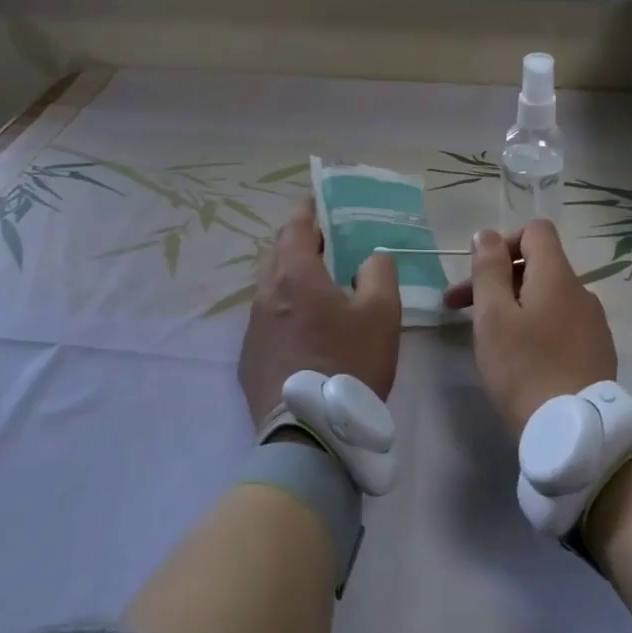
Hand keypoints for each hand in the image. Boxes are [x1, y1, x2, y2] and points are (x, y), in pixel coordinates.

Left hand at [237, 197, 401, 429]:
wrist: (309, 432)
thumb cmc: (349, 362)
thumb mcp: (381, 314)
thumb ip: (379, 273)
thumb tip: (370, 257)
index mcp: (295, 276)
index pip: (295, 228)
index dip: (307, 211)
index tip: (317, 200)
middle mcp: (265, 294)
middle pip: (278, 255)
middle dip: (299, 243)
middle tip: (325, 243)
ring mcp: (253, 328)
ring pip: (270, 288)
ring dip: (291, 279)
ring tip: (318, 286)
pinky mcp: (249, 358)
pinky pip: (267, 320)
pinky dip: (285, 311)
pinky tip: (304, 330)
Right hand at [443, 220, 616, 441]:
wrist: (573, 431)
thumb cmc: (524, 368)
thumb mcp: (493, 316)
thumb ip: (489, 269)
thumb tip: (486, 234)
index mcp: (557, 276)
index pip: (535, 230)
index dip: (503, 242)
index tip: (479, 272)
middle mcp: (581, 290)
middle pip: (537, 265)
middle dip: (497, 278)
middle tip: (458, 308)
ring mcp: (593, 321)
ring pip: (547, 296)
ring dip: (514, 303)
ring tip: (488, 335)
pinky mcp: (597, 349)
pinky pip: (561, 321)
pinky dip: (536, 325)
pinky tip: (520, 356)